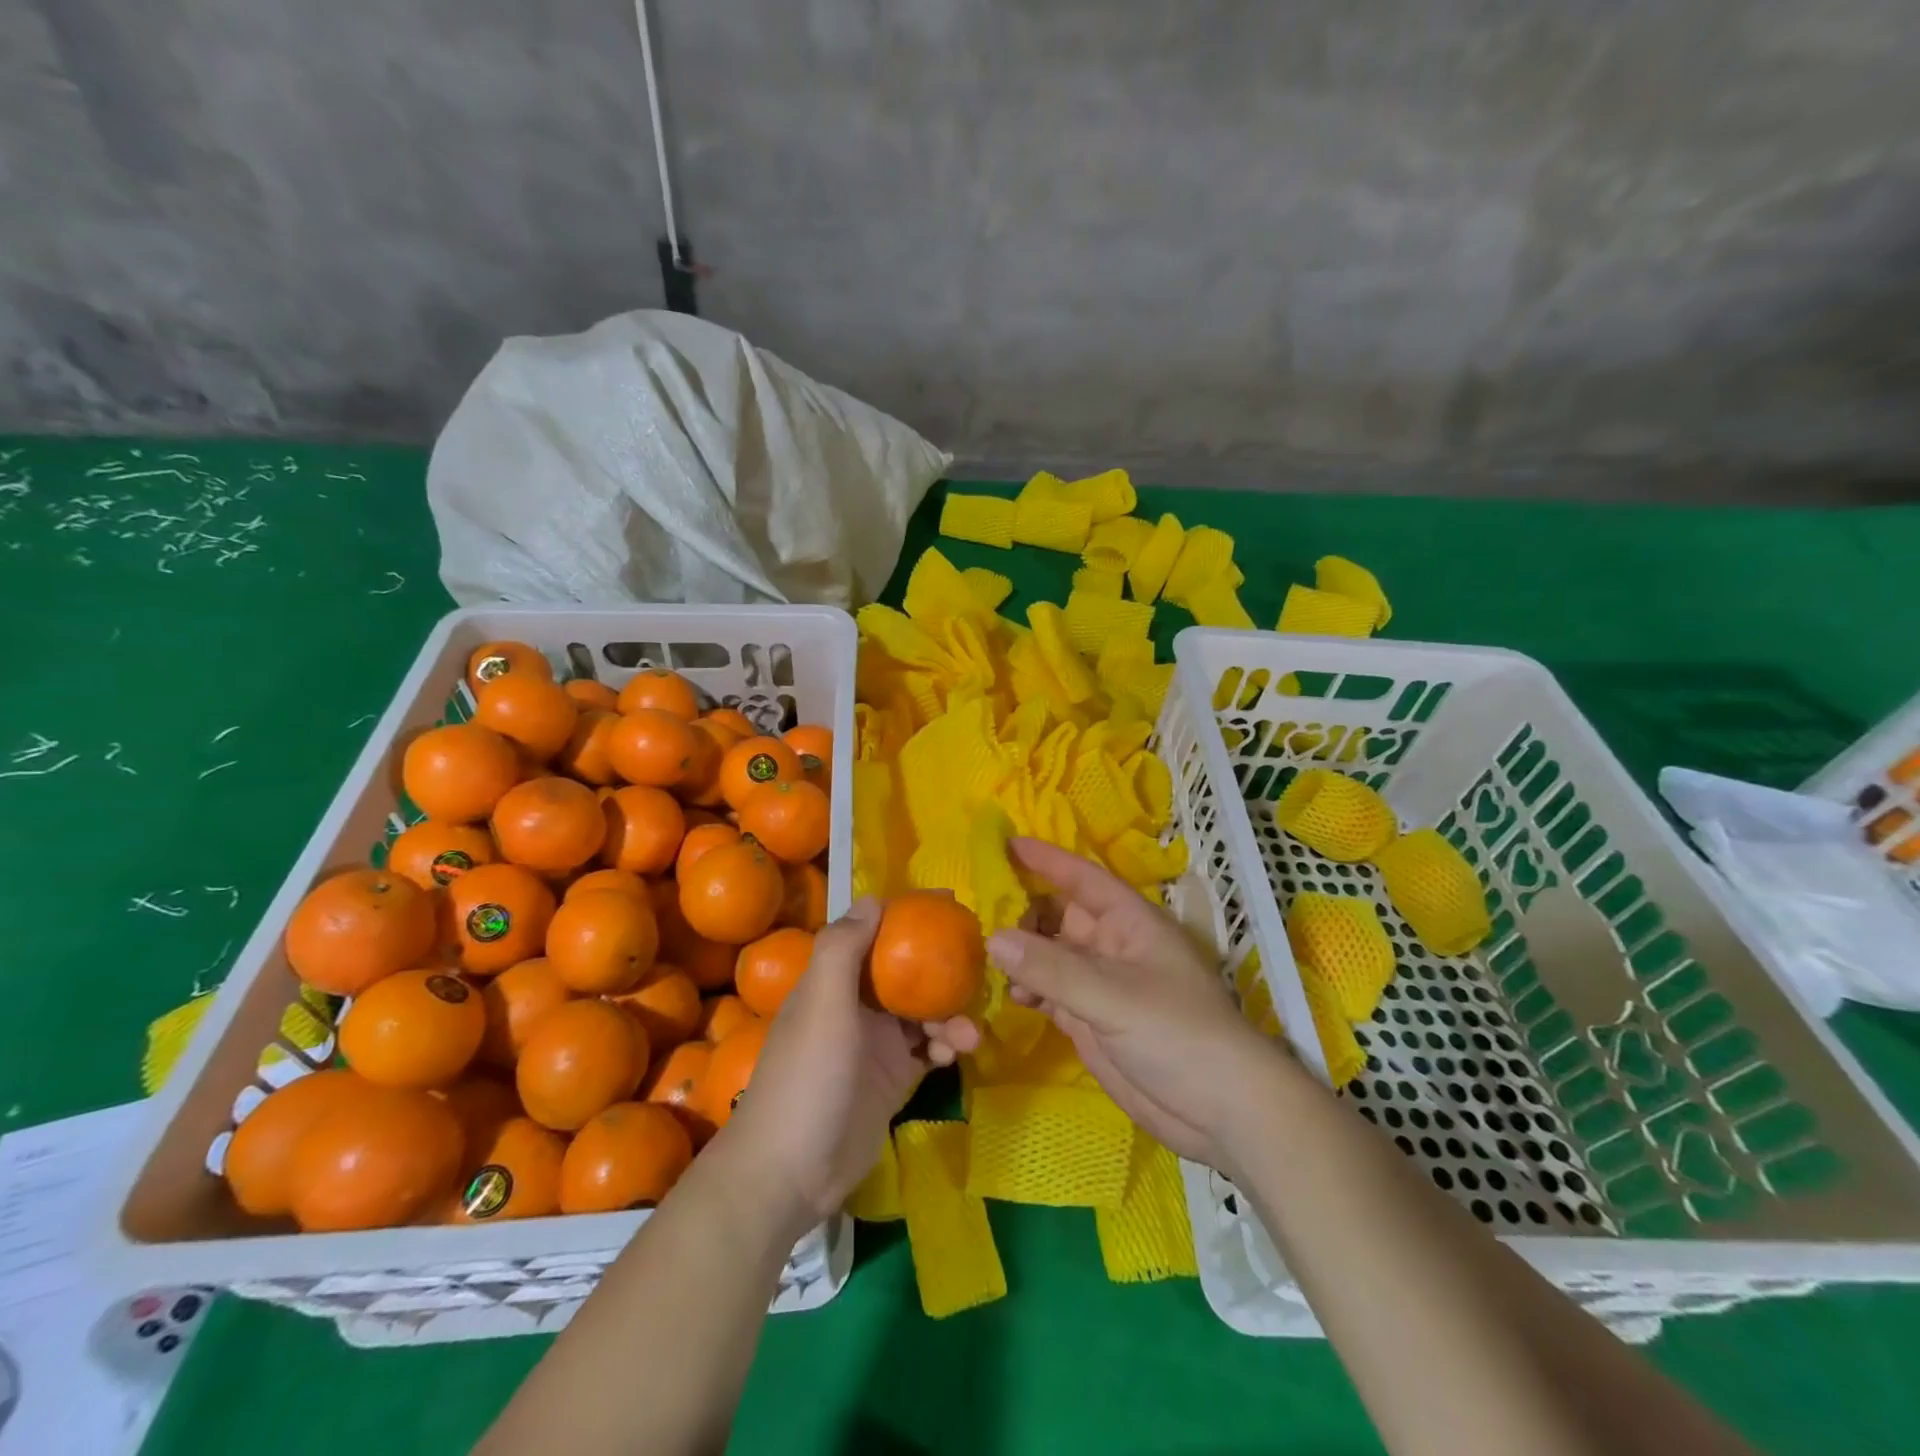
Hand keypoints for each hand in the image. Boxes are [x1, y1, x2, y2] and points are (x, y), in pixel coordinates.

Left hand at [720, 899, 978, 1228]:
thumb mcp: (822, 1004)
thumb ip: (844, 948)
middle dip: (941, 969)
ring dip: (949, 1014)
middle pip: (907, 972)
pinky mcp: (893, 1079)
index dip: (908, 918)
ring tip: (968, 1034)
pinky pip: (929, 1049)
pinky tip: (957, 1054)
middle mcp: (857, 1005)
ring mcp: (877, 1043)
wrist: (791, 1172)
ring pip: (924, 1012)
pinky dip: (946, 1046)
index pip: (875, 934)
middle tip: (980, 967)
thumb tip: (874, 898)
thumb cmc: (808, 1076)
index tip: (949, 906)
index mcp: (835, 980)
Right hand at [990, 837, 1284, 1171]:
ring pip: (1050, 955)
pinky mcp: (1091, 1020)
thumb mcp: (1113, 995)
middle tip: (975, 913)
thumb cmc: (1177, 1034)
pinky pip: (1049, 992)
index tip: (1005, 844)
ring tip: (980, 955)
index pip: (1082, 878)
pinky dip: (1026, 990)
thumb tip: (993, 938)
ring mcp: (1100, 985)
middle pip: (1059, 915)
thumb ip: (1051, 969)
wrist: (1220, 1113)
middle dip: (1022, 911)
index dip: (1047, 859)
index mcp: (1129, 922)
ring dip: (1019, 954)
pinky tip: (1005, 995)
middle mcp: (1112, 946)